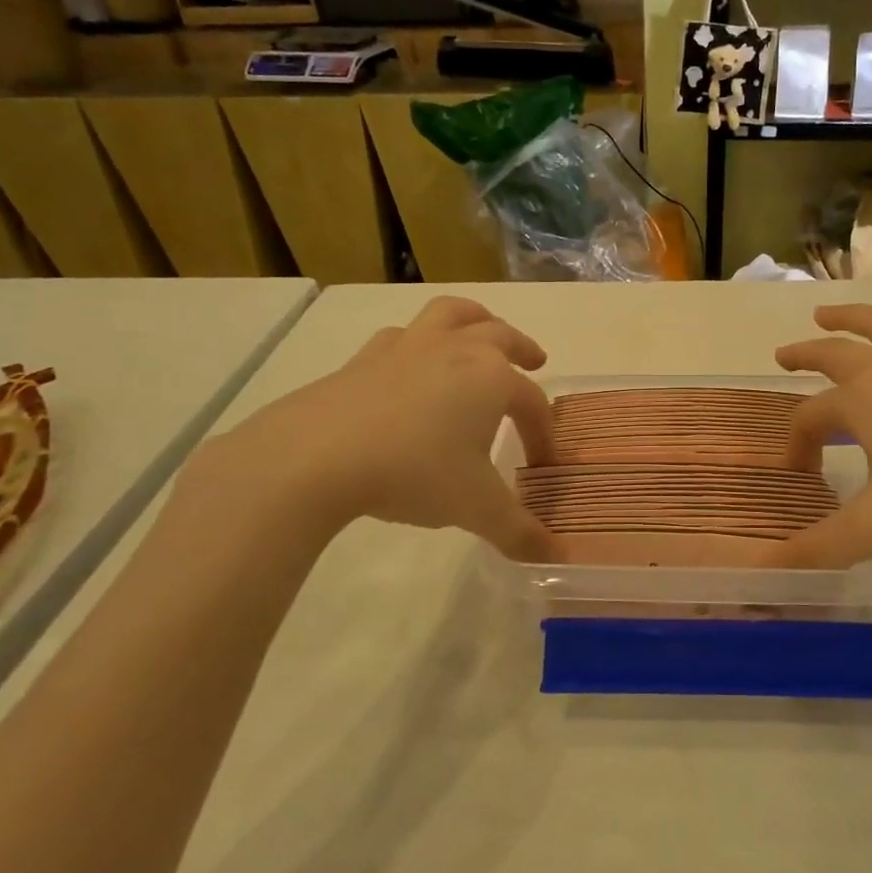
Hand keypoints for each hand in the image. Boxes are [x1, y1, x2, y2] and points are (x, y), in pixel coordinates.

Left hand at [186, 296, 559, 560]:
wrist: (317, 457)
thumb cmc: (415, 473)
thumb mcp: (476, 508)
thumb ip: (519, 532)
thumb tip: (554, 557)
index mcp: (492, 378)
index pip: (532, 403)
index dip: (543, 434)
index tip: (542, 465)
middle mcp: (456, 350)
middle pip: (500, 335)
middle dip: (523, 348)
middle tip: (536, 361)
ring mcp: (408, 348)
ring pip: (451, 314)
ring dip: (475, 320)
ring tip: (481, 333)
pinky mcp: (365, 358)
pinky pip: (401, 336)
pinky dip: (418, 342)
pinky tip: (412, 364)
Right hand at [770, 284, 871, 567]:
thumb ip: (820, 548)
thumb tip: (767, 569)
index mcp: (862, 402)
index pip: (811, 418)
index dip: (797, 445)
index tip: (801, 476)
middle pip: (837, 355)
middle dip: (806, 355)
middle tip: (783, 356)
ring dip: (852, 317)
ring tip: (827, 312)